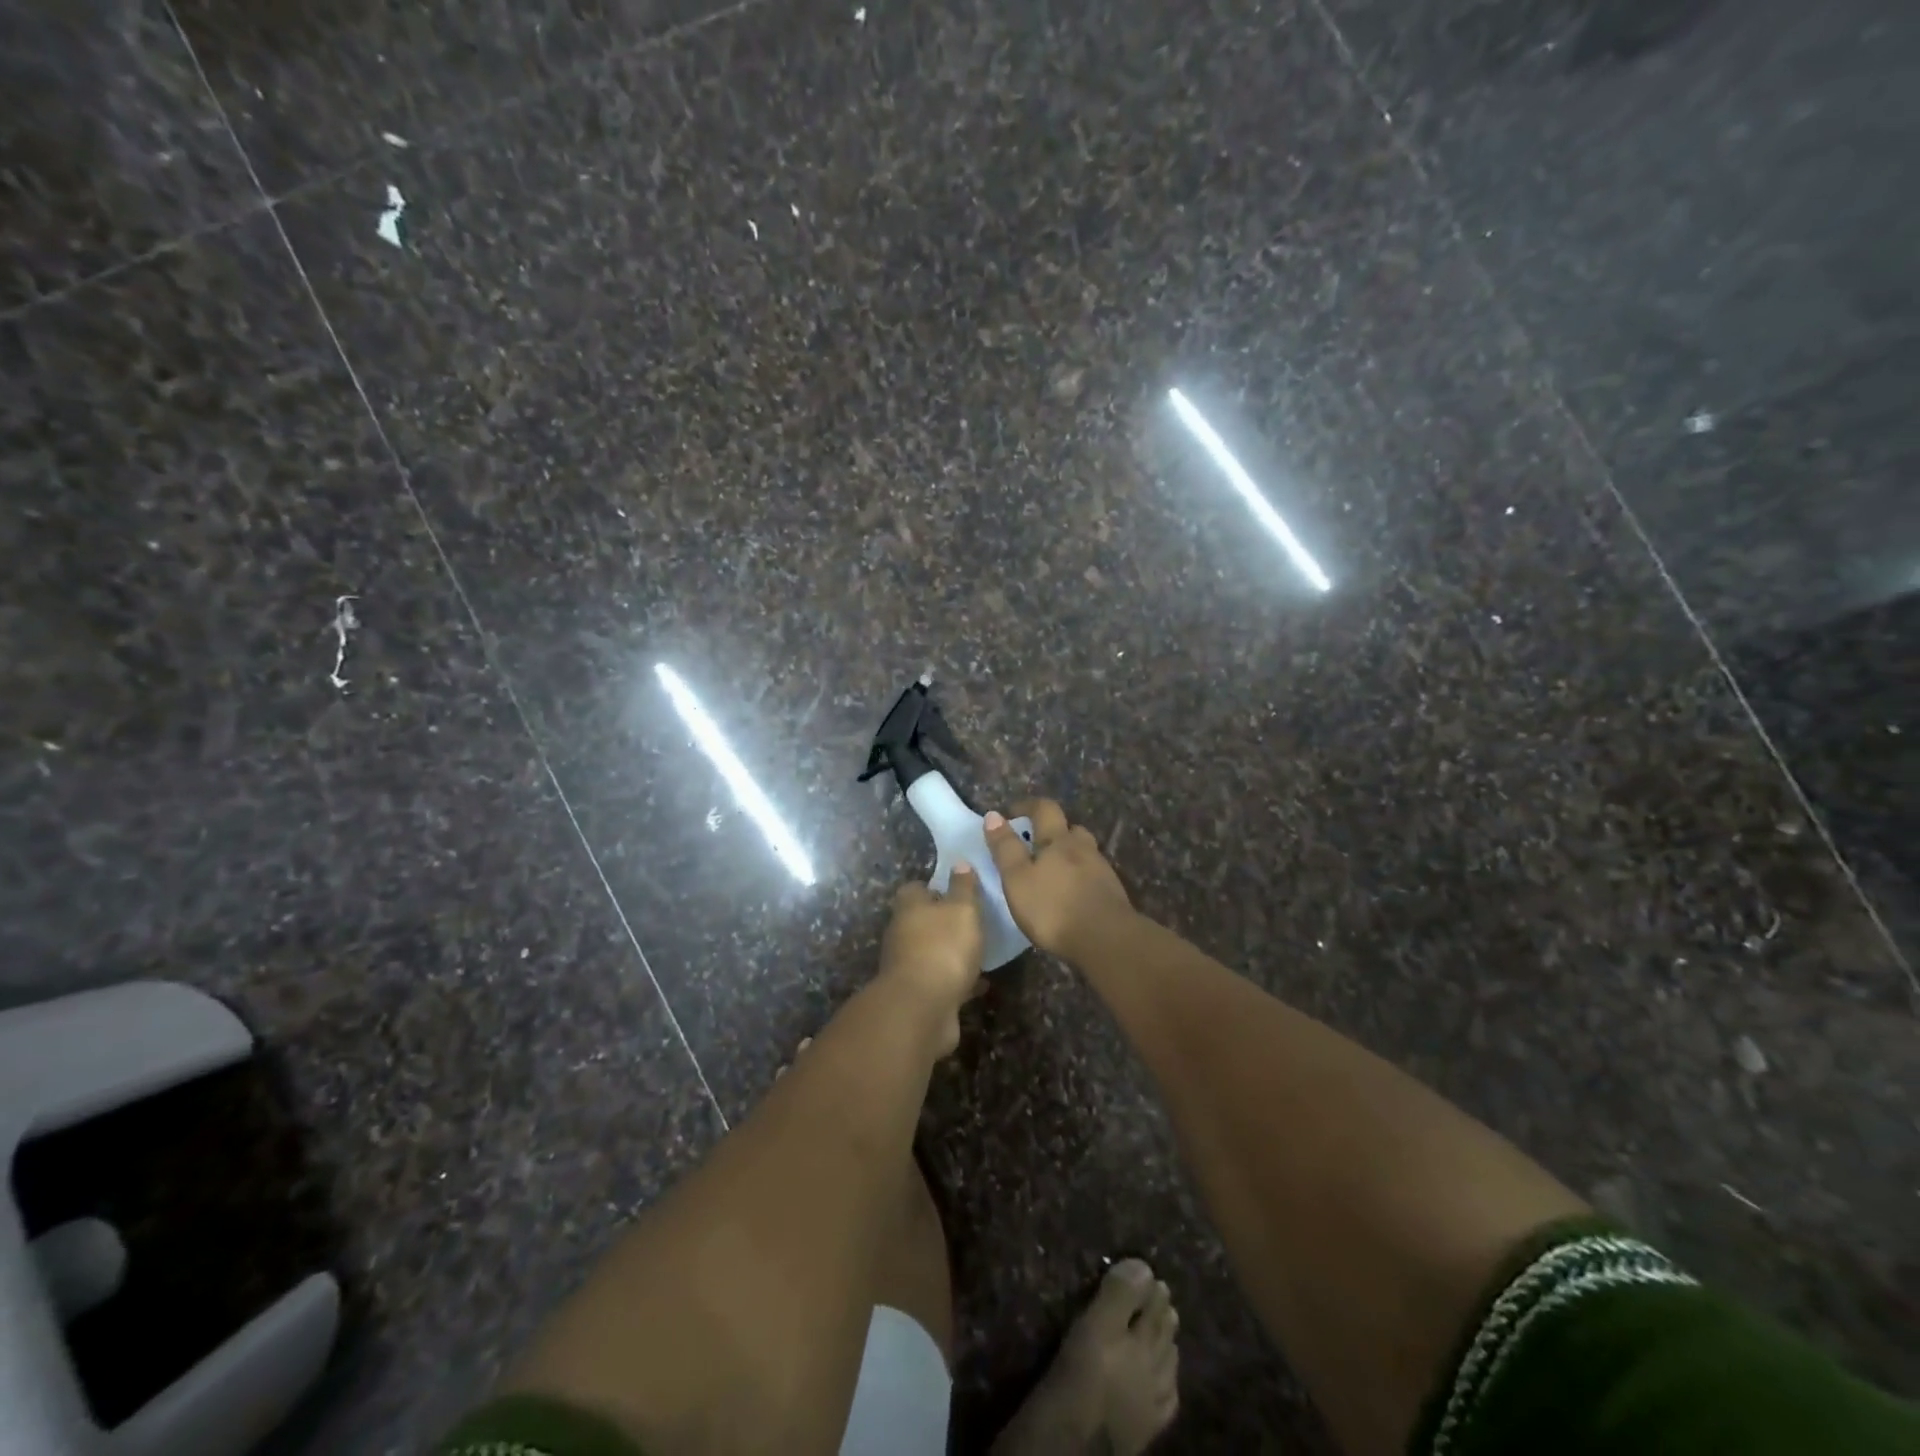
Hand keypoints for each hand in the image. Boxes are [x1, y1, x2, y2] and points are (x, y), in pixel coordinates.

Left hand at [877, 865, 983, 1056]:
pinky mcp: (918, 994)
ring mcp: (907, 966)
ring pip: (932, 952)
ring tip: (980, 951)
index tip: (957, 890)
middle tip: (974, 920)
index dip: (934, 886)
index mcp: (909, 908)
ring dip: (951, 952)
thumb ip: (963, 887)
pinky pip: (941, 981)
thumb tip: (959, 863)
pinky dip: (957, 980)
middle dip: (944, 921)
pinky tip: (980, 983)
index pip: (915, 888)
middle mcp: (902, 934)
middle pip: (922, 920)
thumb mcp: (962, 909)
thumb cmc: (944, 948)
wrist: (922, 1009)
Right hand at [983, 799, 1133, 961]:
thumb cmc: (1053, 907)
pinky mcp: (1112, 892)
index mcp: (1058, 840)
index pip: (1044, 809)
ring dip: (1067, 853)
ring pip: (1083, 851)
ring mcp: (1101, 869)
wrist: (1106, 939)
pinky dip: (1079, 876)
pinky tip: (1071, 893)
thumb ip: (1005, 847)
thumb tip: (993, 815)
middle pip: (1069, 828)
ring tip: (1051, 871)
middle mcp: (1082, 847)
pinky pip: (1092, 874)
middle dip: (1051, 830)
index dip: (1027, 806)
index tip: (1011, 813)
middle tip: (1033, 843)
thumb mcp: (1017, 878)